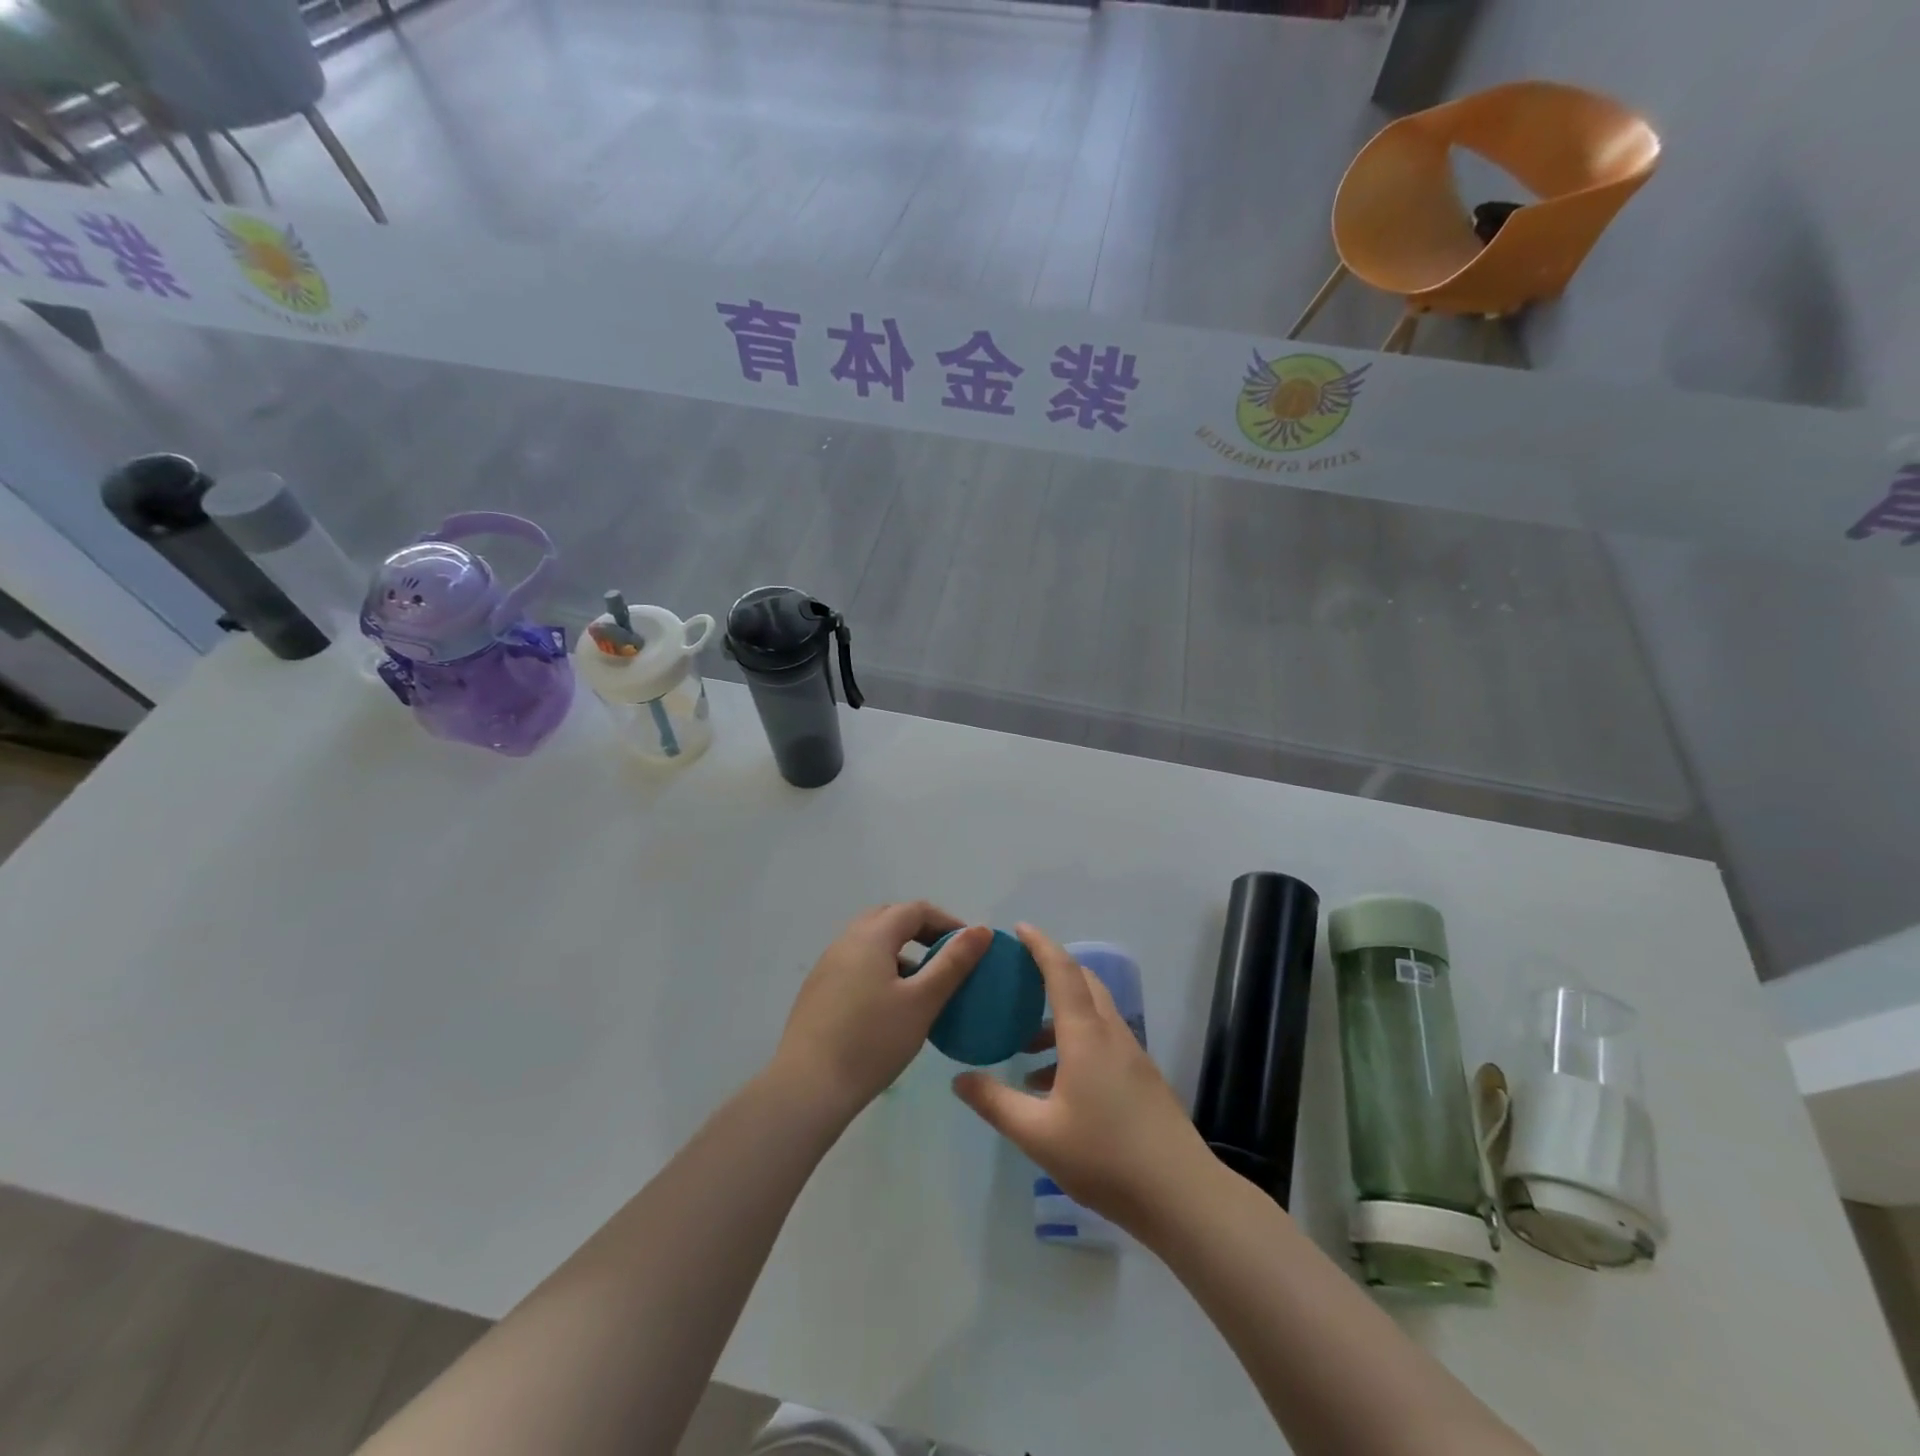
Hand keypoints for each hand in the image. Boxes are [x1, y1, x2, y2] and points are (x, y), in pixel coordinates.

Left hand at [770, 903, 991, 1122]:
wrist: (808, 1088)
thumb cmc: (872, 1041)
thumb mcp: (922, 1001)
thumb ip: (953, 963)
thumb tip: (981, 930)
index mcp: (871, 936)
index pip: (914, 910)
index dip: (946, 921)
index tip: (969, 946)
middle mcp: (845, 941)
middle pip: (888, 918)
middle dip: (921, 930)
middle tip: (946, 956)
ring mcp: (827, 966)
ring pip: (870, 943)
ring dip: (900, 950)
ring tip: (922, 983)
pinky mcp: (817, 991)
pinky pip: (855, 964)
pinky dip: (879, 968)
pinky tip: (890, 1004)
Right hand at [951, 925, 1212, 1236]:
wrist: (1181, 1196)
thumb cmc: (1105, 1157)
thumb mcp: (1037, 1135)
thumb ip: (996, 1103)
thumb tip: (960, 1079)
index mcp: (1086, 1035)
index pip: (1061, 972)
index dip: (1040, 945)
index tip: (1018, 929)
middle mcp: (1111, 1034)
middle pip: (1083, 983)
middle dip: (1051, 971)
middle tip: (1018, 979)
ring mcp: (1132, 1056)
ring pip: (1094, 1014)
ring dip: (1061, 1015)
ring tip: (1025, 1046)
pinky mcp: (1142, 1079)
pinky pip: (1104, 1040)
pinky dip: (1076, 1042)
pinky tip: (1054, 1085)